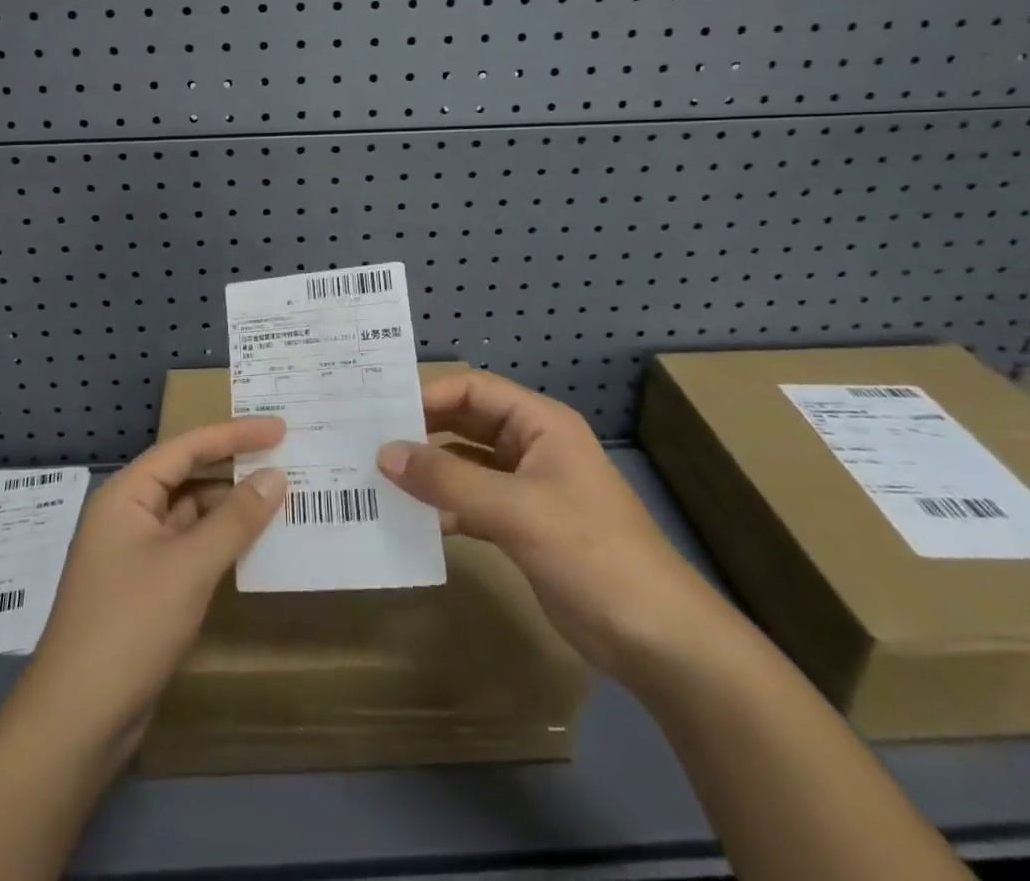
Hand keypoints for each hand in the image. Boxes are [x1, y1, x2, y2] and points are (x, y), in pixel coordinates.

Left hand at [15, 417, 286, 760]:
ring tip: (279, 499)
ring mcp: (134, 553)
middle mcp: (127, 514)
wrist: (76, 722)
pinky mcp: (144, 589)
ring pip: (190, 515)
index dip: (235, 433)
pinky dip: (219, 542)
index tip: (279, 428)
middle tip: (283, 458)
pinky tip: (252, 546)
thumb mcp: (189, 566)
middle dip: (233, 467)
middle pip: (187, 475)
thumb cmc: (130, 626)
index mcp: (127, 494)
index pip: (187, 446)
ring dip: (229, 508)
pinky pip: (188, 548)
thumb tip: (275, 475)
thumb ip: (235, 519)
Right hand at [377, 369, 732, 682]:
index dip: (430, 395)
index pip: (475, 390)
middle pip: (468, 423)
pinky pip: (473, 502)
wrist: (659, 640)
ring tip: (380, 477)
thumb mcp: (515, 510)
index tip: (383, 413)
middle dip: (424, 431)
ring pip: (468, 464)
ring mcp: (529, 489)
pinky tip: (413, 519)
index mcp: (540, 424)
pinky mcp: (524, 527)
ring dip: (431, 470)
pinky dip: (445, 506)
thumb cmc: (591, 554)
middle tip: (370, 440)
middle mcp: (532, 447)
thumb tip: (384, 453)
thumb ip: (448, 479)